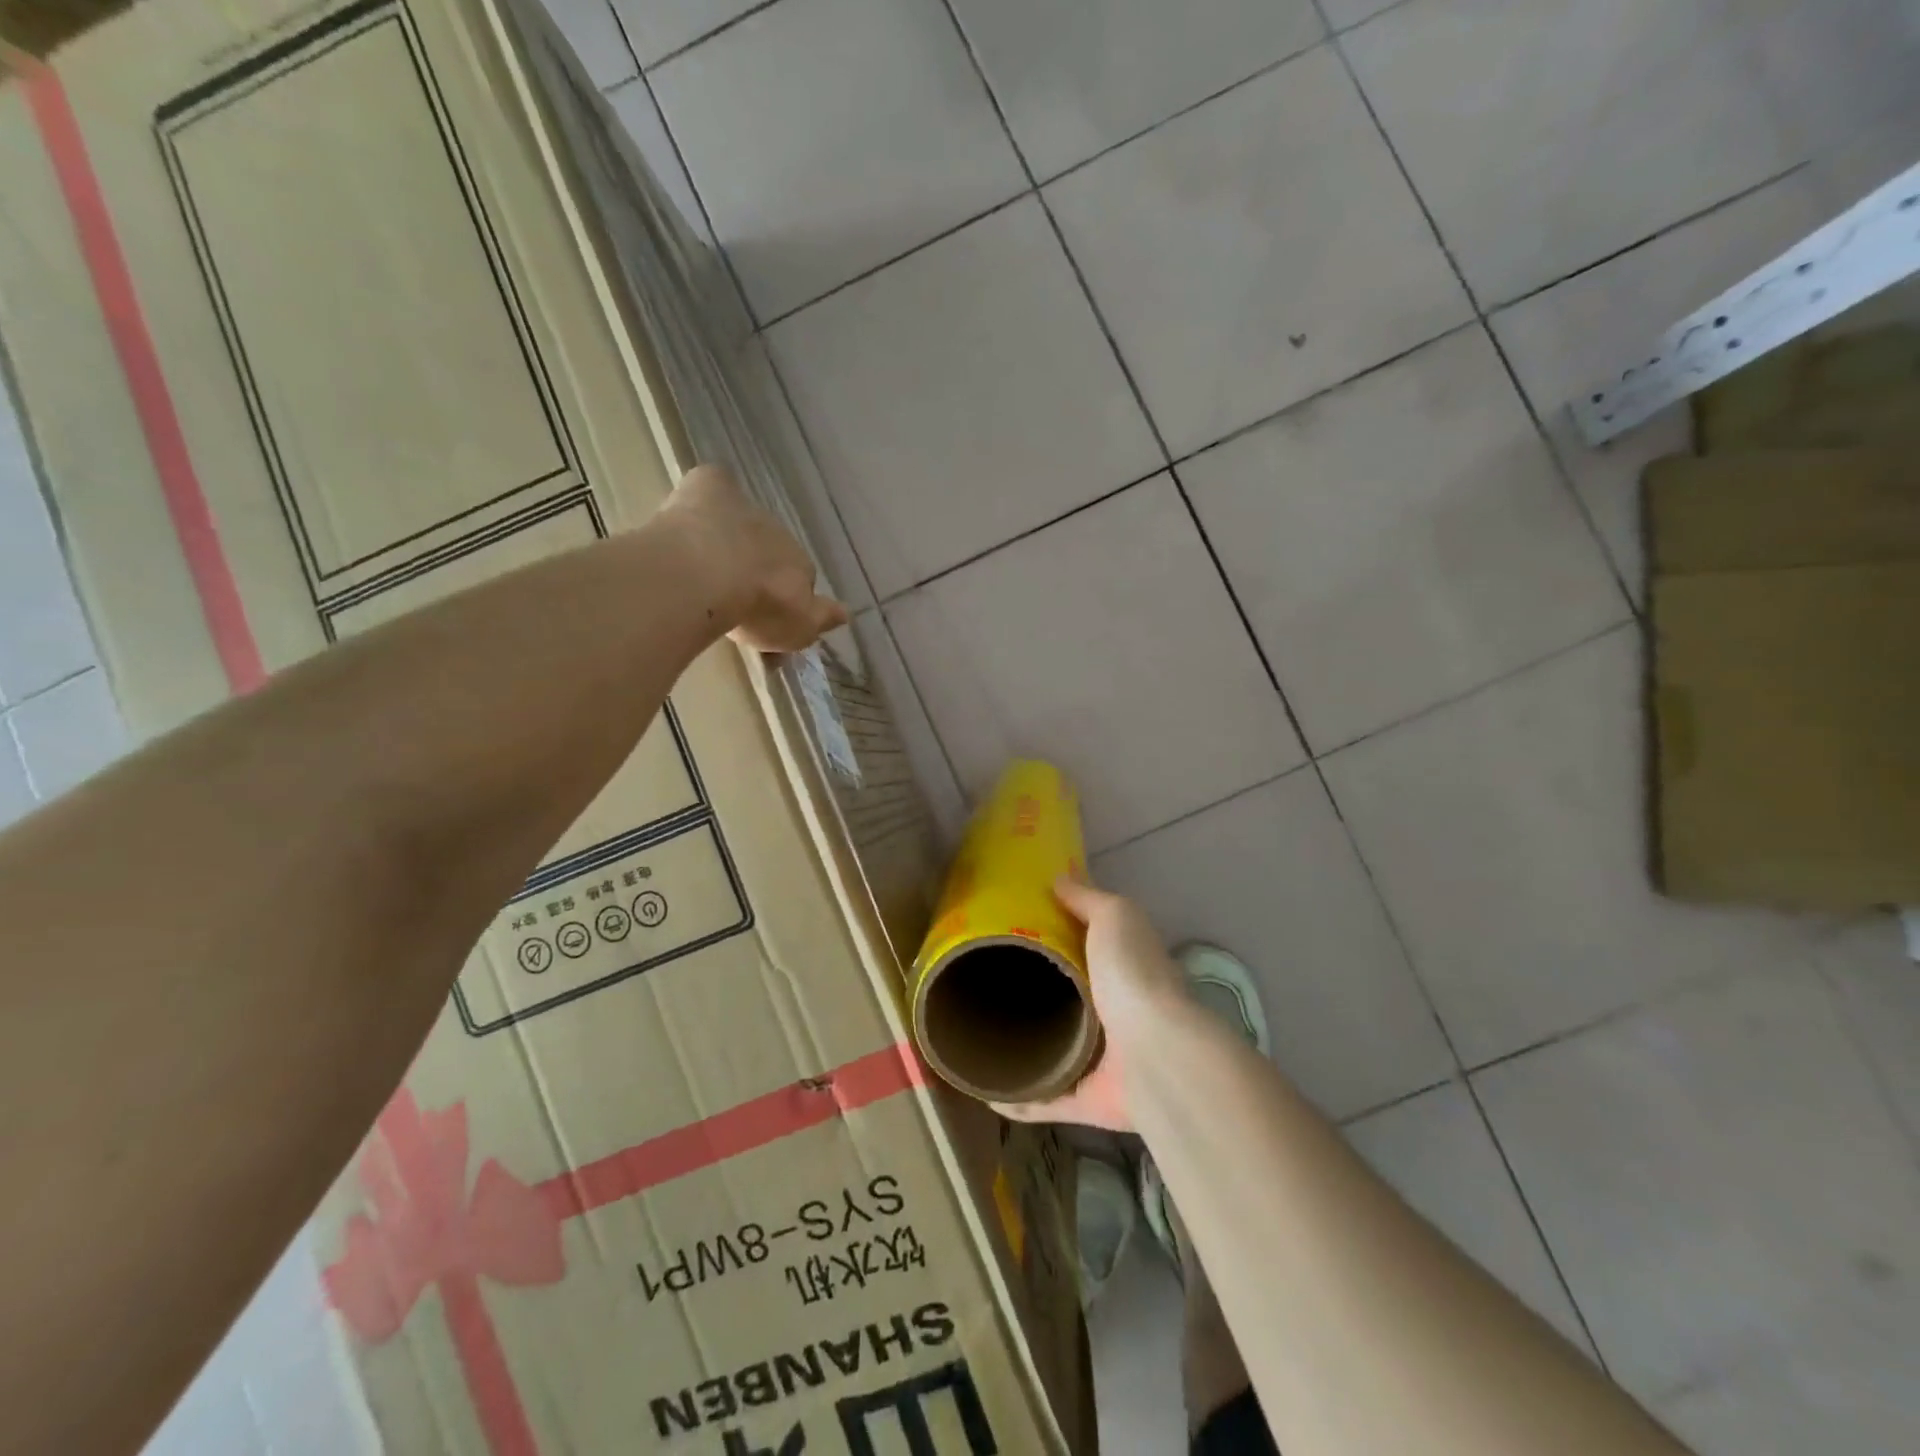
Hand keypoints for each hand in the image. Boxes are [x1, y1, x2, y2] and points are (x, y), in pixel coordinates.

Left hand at [662, 464, 847, 651]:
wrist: (707, 575)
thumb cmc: (755, 608)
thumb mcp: (798, 629)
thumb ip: (822, 618)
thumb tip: (847, 613)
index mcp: (801, 566)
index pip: (800, 576)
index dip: (783, 593)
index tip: (766, 611)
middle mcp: (779, 533)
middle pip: (771, 547)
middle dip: (757, 564)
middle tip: (732, 589)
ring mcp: (745, 508)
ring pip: (743, 520)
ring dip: (730, 535)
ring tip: (704, 560)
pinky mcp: (711, 487)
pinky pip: (716, 484)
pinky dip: (709, 493)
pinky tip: (694, 506)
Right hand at [993, 878, 1191, 1132]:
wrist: (1155, 1051)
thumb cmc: (1133, 975)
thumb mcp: (1114, 917)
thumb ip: (1087, 899)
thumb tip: (1059, 878)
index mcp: (1118, 972)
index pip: (1084, 955)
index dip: (1054, 944)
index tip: (1012, 935)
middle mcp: (1112, 1016)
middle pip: (1065, 1004)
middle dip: (1032, 998)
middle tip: (985, 985)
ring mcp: (1099, 1062)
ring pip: (1054, 1054)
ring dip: (1023, 1050)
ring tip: (978, 1037)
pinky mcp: (1086, 1101)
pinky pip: (1046, 1100)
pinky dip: (1018, 1101)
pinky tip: (986, 1092)